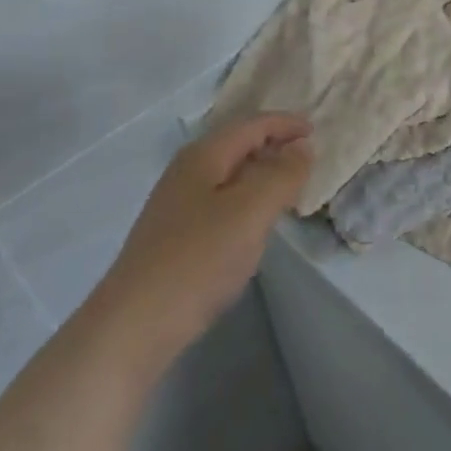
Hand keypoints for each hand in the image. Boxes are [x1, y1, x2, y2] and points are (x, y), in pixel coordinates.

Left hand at [91, 114, 313, 362]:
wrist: (133, 326)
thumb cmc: (199, 259)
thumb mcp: (252, 210)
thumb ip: (283, 173)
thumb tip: (301, 147)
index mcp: (204, 156)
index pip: (252, 125)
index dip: (286, 123)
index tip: (317, 130)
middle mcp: (187, 172)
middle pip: (238, 145)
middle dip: (274, 145)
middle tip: (308, 157)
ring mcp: (177, 205)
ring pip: (230, 175)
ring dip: (261, 174)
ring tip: (289, 188)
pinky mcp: (175, 236)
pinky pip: (221, 201)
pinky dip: (247, 199)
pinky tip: (255, 223)